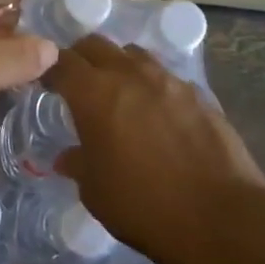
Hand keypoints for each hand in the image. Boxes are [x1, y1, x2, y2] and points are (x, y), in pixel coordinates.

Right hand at [45, 36, 264, 259]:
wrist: (220, 219)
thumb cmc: (143, 206)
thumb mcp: (95, 191)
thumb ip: (78, 164)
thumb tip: (68, 157)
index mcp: (94, 93)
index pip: (60, 62)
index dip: (48, 68)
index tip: (44, 82)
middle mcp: (130, 75)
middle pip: (96, 44)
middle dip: (81, 58)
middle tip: (77, 83)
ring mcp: (169, 80)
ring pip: (134, 54)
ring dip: (119, 65)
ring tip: (119, 93)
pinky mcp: (200, 95)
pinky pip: (167, 77)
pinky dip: (153, 86)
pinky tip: (157, 114)